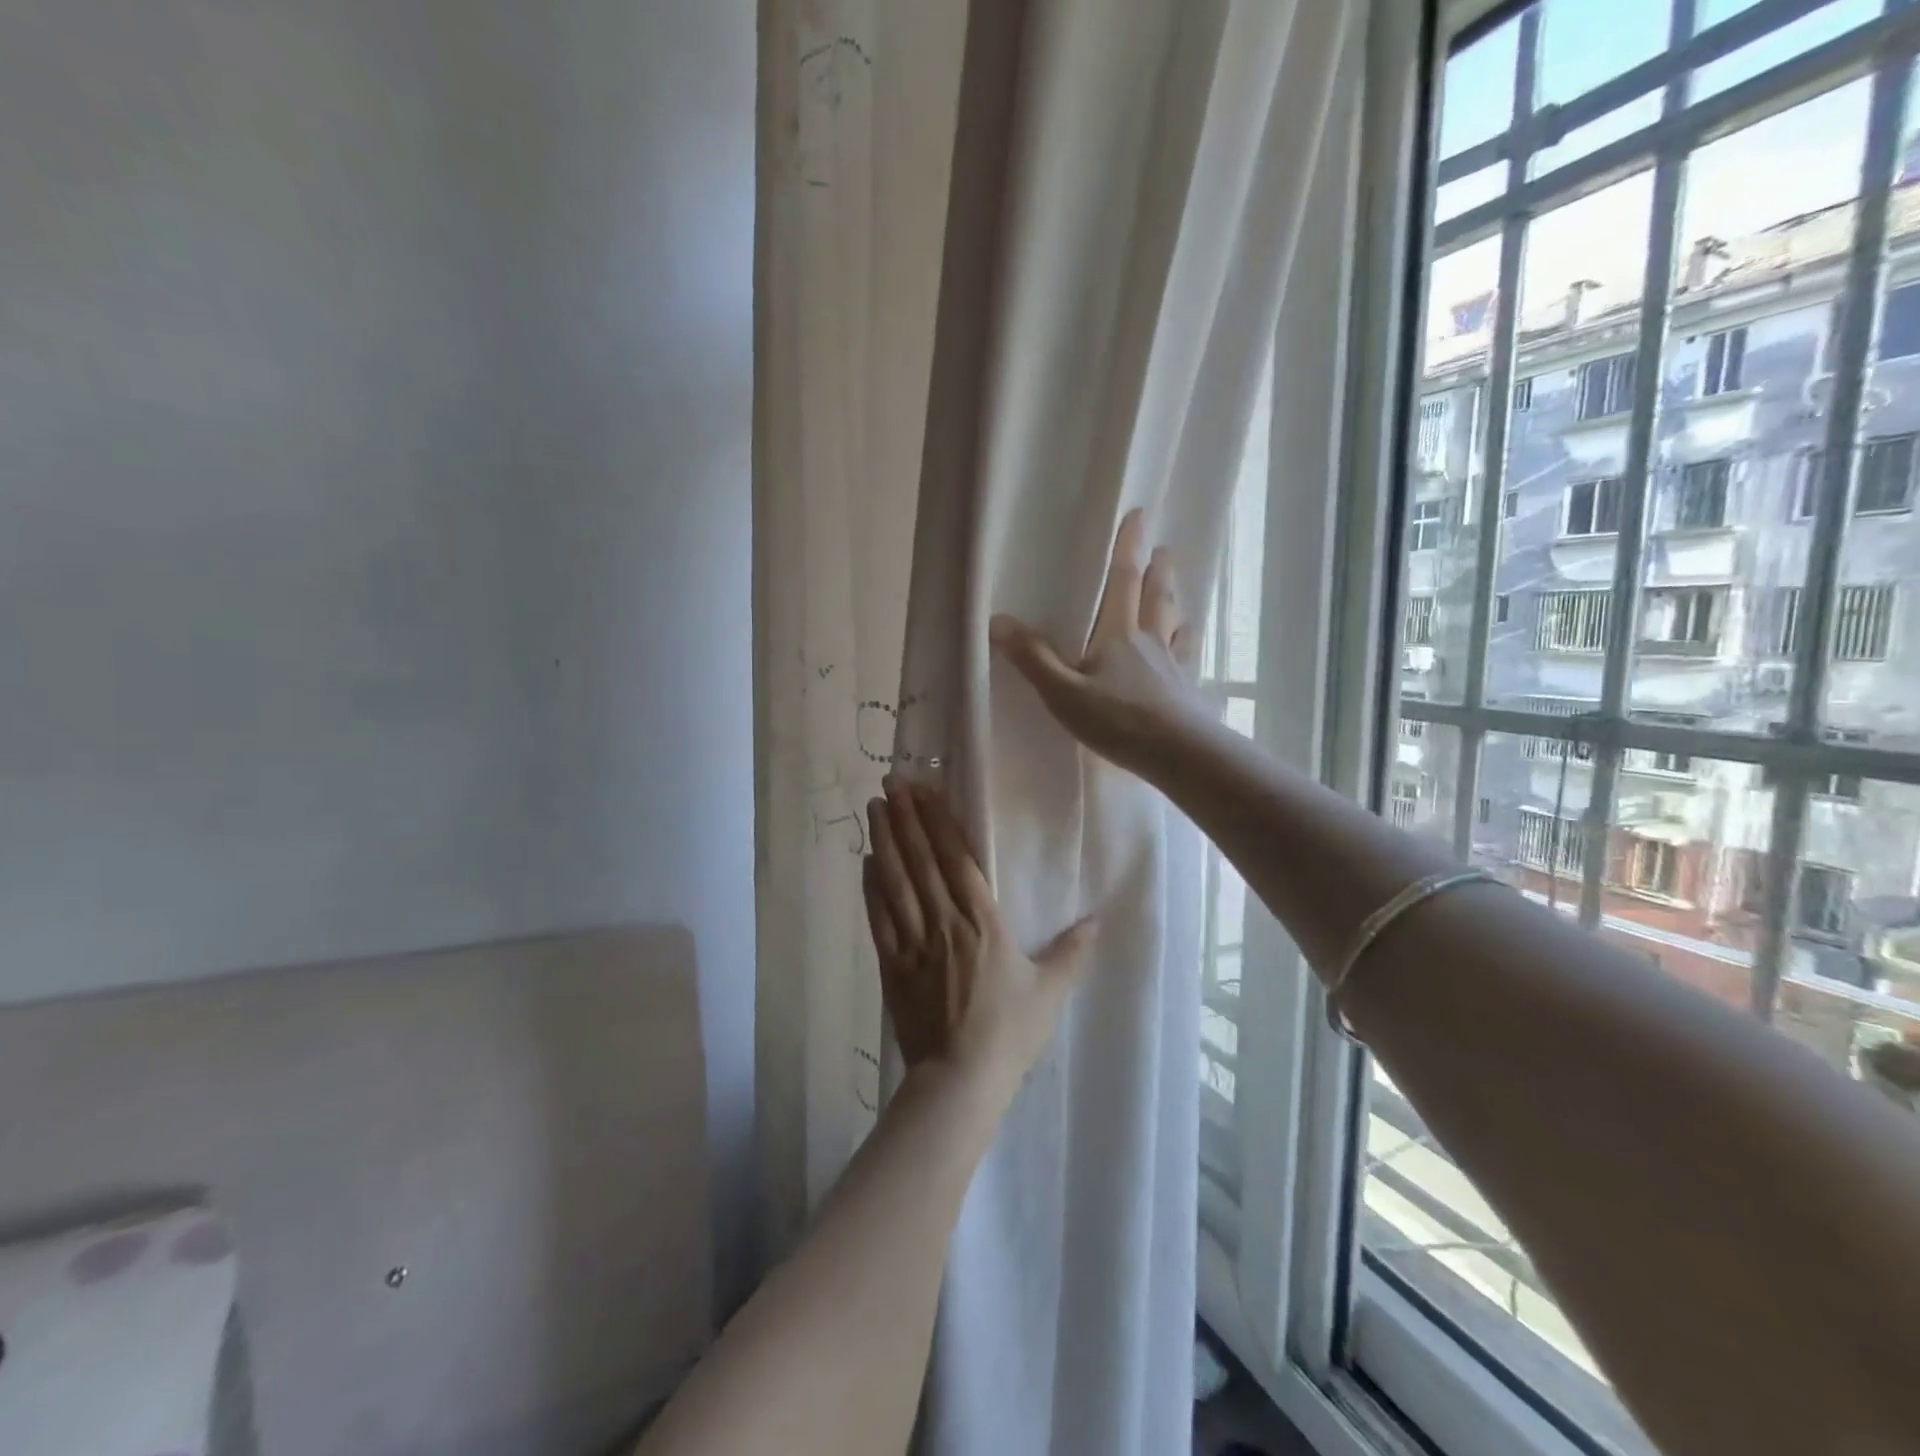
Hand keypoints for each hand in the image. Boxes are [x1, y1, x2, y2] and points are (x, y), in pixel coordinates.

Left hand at [863, 775, 1094, 1091]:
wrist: (961, 1080)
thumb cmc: (1009, 1033)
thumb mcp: (1050, 992)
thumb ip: (1072, 952)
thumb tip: (1100, 919)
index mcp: (983, 922)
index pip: (957, 859)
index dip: (939, 823)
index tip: (924, 792)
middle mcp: (944, 922)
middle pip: (921, 861)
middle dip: (906, 819)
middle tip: (891, 782)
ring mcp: (914, 943)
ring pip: (896, 883)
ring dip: (884, 843)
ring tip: (875, 809)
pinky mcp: (893, 966)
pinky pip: (879, 919)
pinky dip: (871, 889)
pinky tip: (865, 863)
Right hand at [988, 508, 1210, 779]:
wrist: (1177, 753)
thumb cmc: (1117, 720)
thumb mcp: (1063, 693)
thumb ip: (1033, 659)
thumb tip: (998, 620)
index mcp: (1118, 635)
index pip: (1123, 581)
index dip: (1127, 548)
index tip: (1138, 515)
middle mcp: (1149, 641)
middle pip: (1156, 597)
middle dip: (1158, 571)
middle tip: (1164, 549)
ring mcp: (1173, 666)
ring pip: (1175, 624)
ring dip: (1175, 603)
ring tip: (1177, 593)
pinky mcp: (1188, 691)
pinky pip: (1188, 659)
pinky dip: (1188, 645)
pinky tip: (1189, 650)